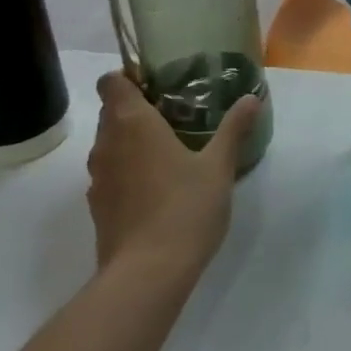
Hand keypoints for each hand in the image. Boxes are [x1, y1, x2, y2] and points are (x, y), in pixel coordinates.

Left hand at [85, 72, 260, 270]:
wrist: (147, 273)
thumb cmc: (185, 208)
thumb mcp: (219, 166)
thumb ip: (233, 129)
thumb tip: (252, 97)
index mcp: (132, 123)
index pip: (112, 81)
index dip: (130, 77)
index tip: (159, 85)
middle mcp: (107, 143)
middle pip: (112, 111)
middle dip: (138, 109)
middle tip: (177, 116)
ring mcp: (98, 177)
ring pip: (110, 143)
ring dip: (133, 141)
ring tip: (170, 151)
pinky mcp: (98, 206)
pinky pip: (112, 173)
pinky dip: (129, 171)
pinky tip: (159, 187)